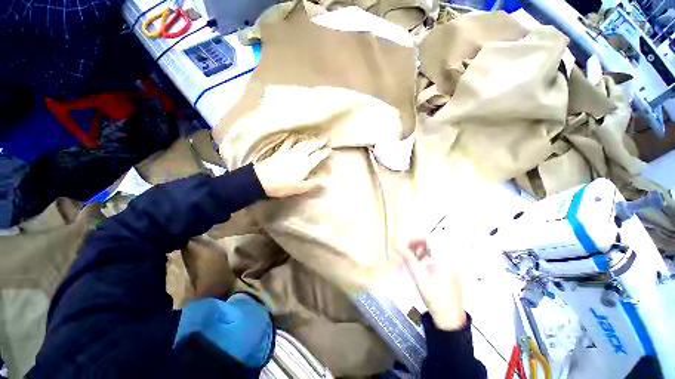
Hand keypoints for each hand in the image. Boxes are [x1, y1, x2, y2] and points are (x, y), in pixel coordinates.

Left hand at [254, 136, 331, 197]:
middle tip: (326, 138)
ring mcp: (289, 152)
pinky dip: (292, 139)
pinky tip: (294, 136)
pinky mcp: (280, 152)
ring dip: (309, 140)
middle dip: (320, 142)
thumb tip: (326, 181)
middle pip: (311, 147)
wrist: (261, 180)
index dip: (324, 152)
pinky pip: (288, 143)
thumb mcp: (299, 188)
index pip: (318, 157)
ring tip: (315, 138)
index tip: (330, 149)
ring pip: (302, 144)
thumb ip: (313, 183)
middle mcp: (299, 156)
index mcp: (305, 165)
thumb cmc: (282, 186)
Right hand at [398, 239, 466, 330]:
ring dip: (422, 252)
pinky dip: (427, 259)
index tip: (407, 244)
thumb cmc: (435, 298)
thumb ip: (409, 259)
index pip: (432, 239)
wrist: (450, 319)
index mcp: (446, 259)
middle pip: (433, 244)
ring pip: (435, 251)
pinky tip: (420, 265)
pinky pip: (438, 259)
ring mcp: (452, 266)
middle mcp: (451, 260)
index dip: (417, 239)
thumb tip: (397, 247)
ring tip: (412, 259)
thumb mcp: (419, 277)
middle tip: (407, 251)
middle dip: (418, 245)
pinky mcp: (450, 271)